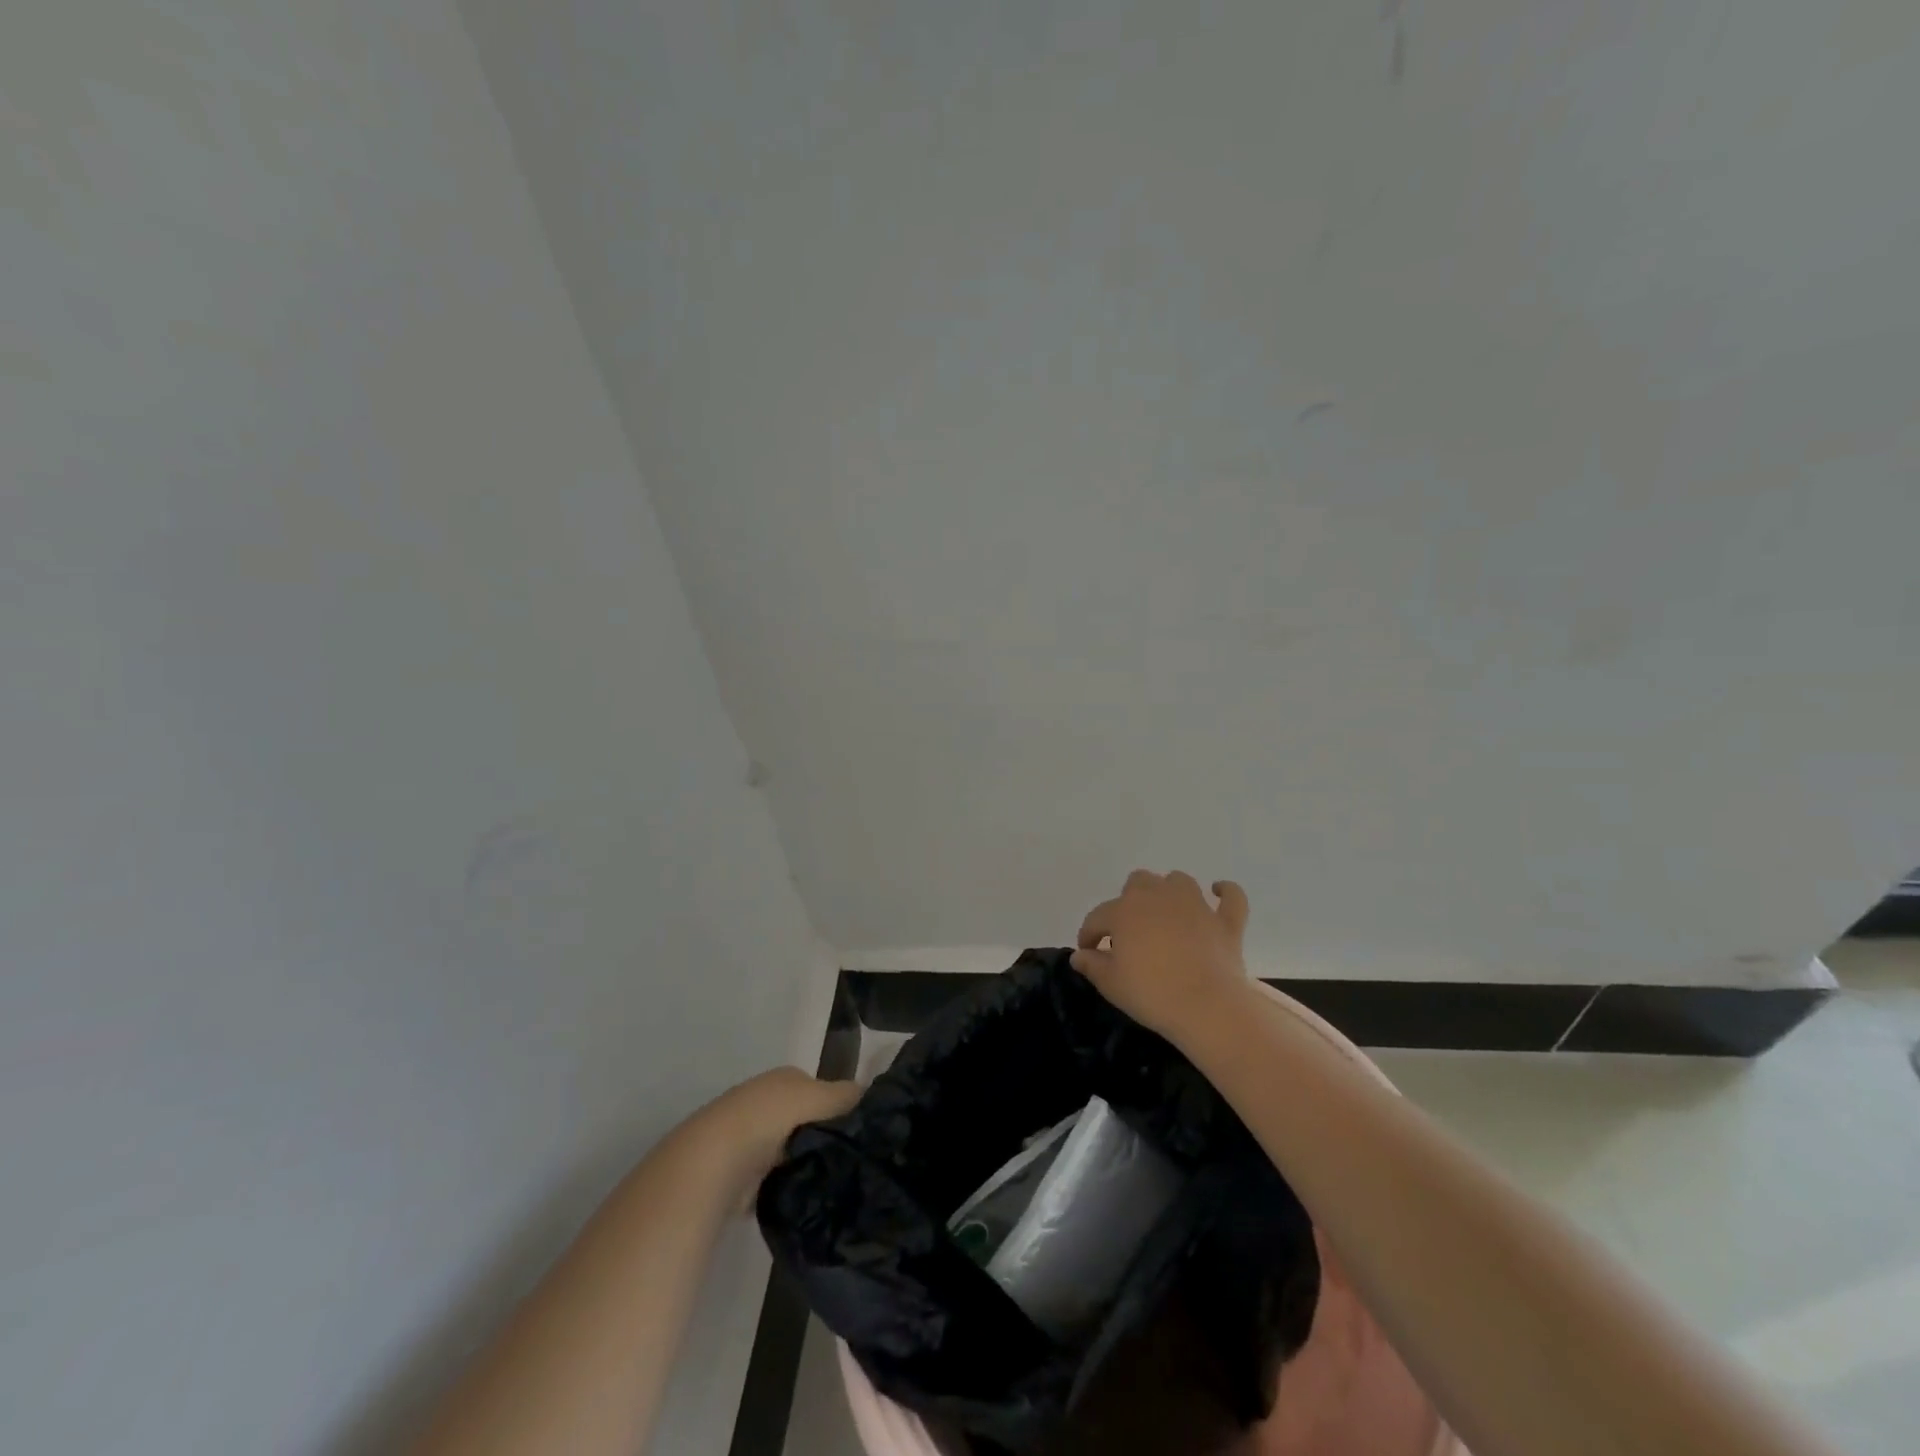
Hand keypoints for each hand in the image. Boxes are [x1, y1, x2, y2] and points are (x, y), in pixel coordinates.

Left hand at [686, 1067, 860, 1209]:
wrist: (712, 1163)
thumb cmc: (767, 1118)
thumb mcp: (815, 1097)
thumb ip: (844, 1096)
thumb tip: (870, 1097)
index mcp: (783, 1079)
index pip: (821, 1089)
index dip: (839, 1107)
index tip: (859, 1133)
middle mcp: (765, 1101)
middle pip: (805, 1119)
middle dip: (822, 1136)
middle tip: (849, 1159)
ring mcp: (750, 1138)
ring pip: (791, 1149)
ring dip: (805, 1162)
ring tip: (832, 1181)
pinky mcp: (740, 1174)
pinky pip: (775, 1177)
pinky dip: (786, 1185)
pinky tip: (804, 1196)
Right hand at [1072, 870, 1252, 1042]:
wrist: (1207, 1006)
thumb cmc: (1152, 994)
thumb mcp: (1111, 984)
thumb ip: (1092, 965)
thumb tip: (1079, 955)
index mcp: (1124, 911)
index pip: (1097, 917)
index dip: (1089, 934)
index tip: (1088, 951)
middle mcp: (1158, 897)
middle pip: (1138, 882)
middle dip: (1130, 901)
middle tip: (1130, 930)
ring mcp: (1195, 905)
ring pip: (1178, 881)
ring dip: (1169, 891)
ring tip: (1166, 912)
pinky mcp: (1225, 921)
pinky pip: (1231, 896)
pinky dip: (1225, 892)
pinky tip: (1218, 892)